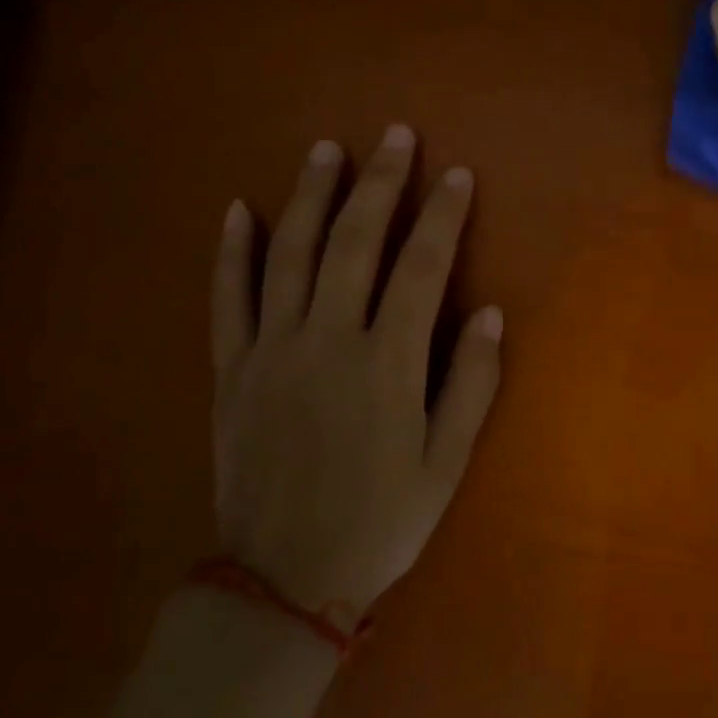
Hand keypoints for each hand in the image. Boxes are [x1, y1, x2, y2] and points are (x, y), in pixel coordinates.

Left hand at [209, 126, 501, 626]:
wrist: (283, 580)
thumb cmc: (381, 520)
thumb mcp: (447, 462)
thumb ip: (471, 382)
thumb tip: (490, 312)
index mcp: (387, 363)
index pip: (422, 268)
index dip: (441, 215)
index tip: (456, 175)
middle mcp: (328, 342)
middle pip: (354, 243)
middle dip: (379, 184)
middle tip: (395, 137)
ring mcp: (272, 351)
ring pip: (289, 255)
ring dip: (310, 196)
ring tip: (326, 150)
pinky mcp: (232, 370)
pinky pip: (228, 299)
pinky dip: (232, 252)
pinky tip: (237, 210)